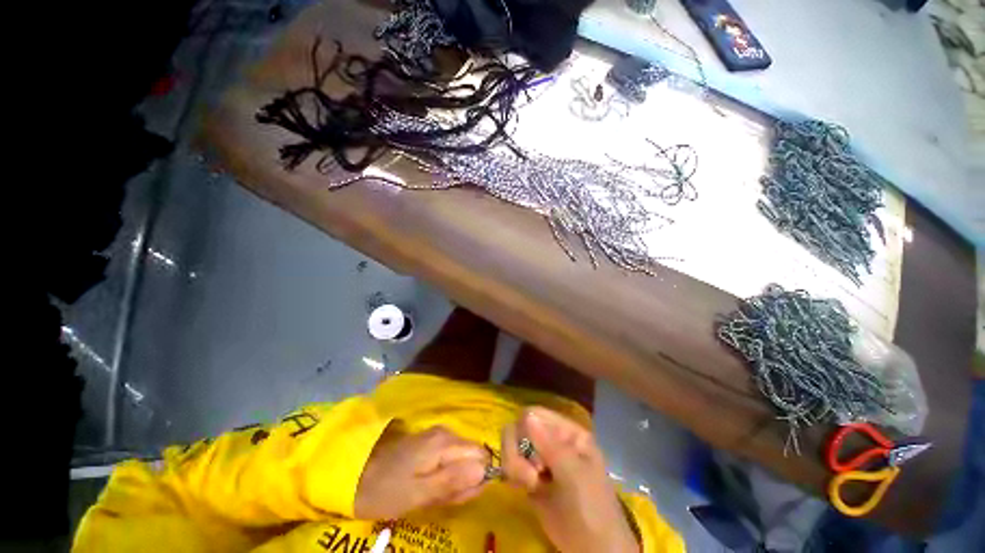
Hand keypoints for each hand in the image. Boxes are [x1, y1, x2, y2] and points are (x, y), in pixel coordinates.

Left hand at [354, 424, 487, 519]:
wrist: (355, 475)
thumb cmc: (385, 489)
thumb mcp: (418, 494)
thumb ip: (452, 481)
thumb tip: (485, 472)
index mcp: (445, 442)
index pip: (481, 455)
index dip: (476, 479)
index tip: (457, 496)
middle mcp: (446, 432)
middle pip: (472, 457)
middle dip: (463, 482)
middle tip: (441, 499)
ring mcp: (438, 436)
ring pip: (462, 460)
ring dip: (453, 481)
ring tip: (431, 495)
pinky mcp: (431, 442)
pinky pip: (450, 459)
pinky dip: (444, 476)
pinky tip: (428, 486)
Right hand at [502, 408, 638, 552]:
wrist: (591, 550)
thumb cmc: (591, 508)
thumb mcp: (574, 475)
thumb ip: (550, 444)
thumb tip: (526, 415)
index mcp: (567, 431)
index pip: (535, 414)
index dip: (525, 429)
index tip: (533, 457)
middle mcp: (551, 438)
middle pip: (518, 427)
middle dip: (517, 451)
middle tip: (531, 477)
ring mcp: (539, 457)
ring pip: (511, 444)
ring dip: (515, 465)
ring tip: (530, 485)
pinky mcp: (529, 475)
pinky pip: (511, 464)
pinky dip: (513, 474)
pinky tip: (526, 489)